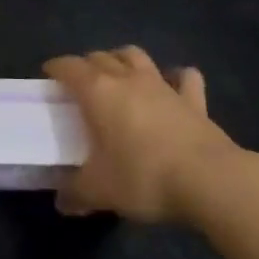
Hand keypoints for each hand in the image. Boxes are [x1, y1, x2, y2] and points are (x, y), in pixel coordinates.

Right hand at [45, 46, 245, 223]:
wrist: (209, 180)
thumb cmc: (143, 177)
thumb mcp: (100, 191)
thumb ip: (76, 193)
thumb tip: (62, 202)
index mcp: (97, 92)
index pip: (69, 66)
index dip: (56, 67)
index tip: (49, 76)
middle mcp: (127, 79)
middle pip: (100, 56)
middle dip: (86, 64)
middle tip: (80, 83)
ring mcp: (163, 86)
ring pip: (136, 56)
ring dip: (123, 59)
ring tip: (118, 74)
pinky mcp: (194, 100)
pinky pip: (184, 78)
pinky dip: (176, 77)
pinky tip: (173, 85)